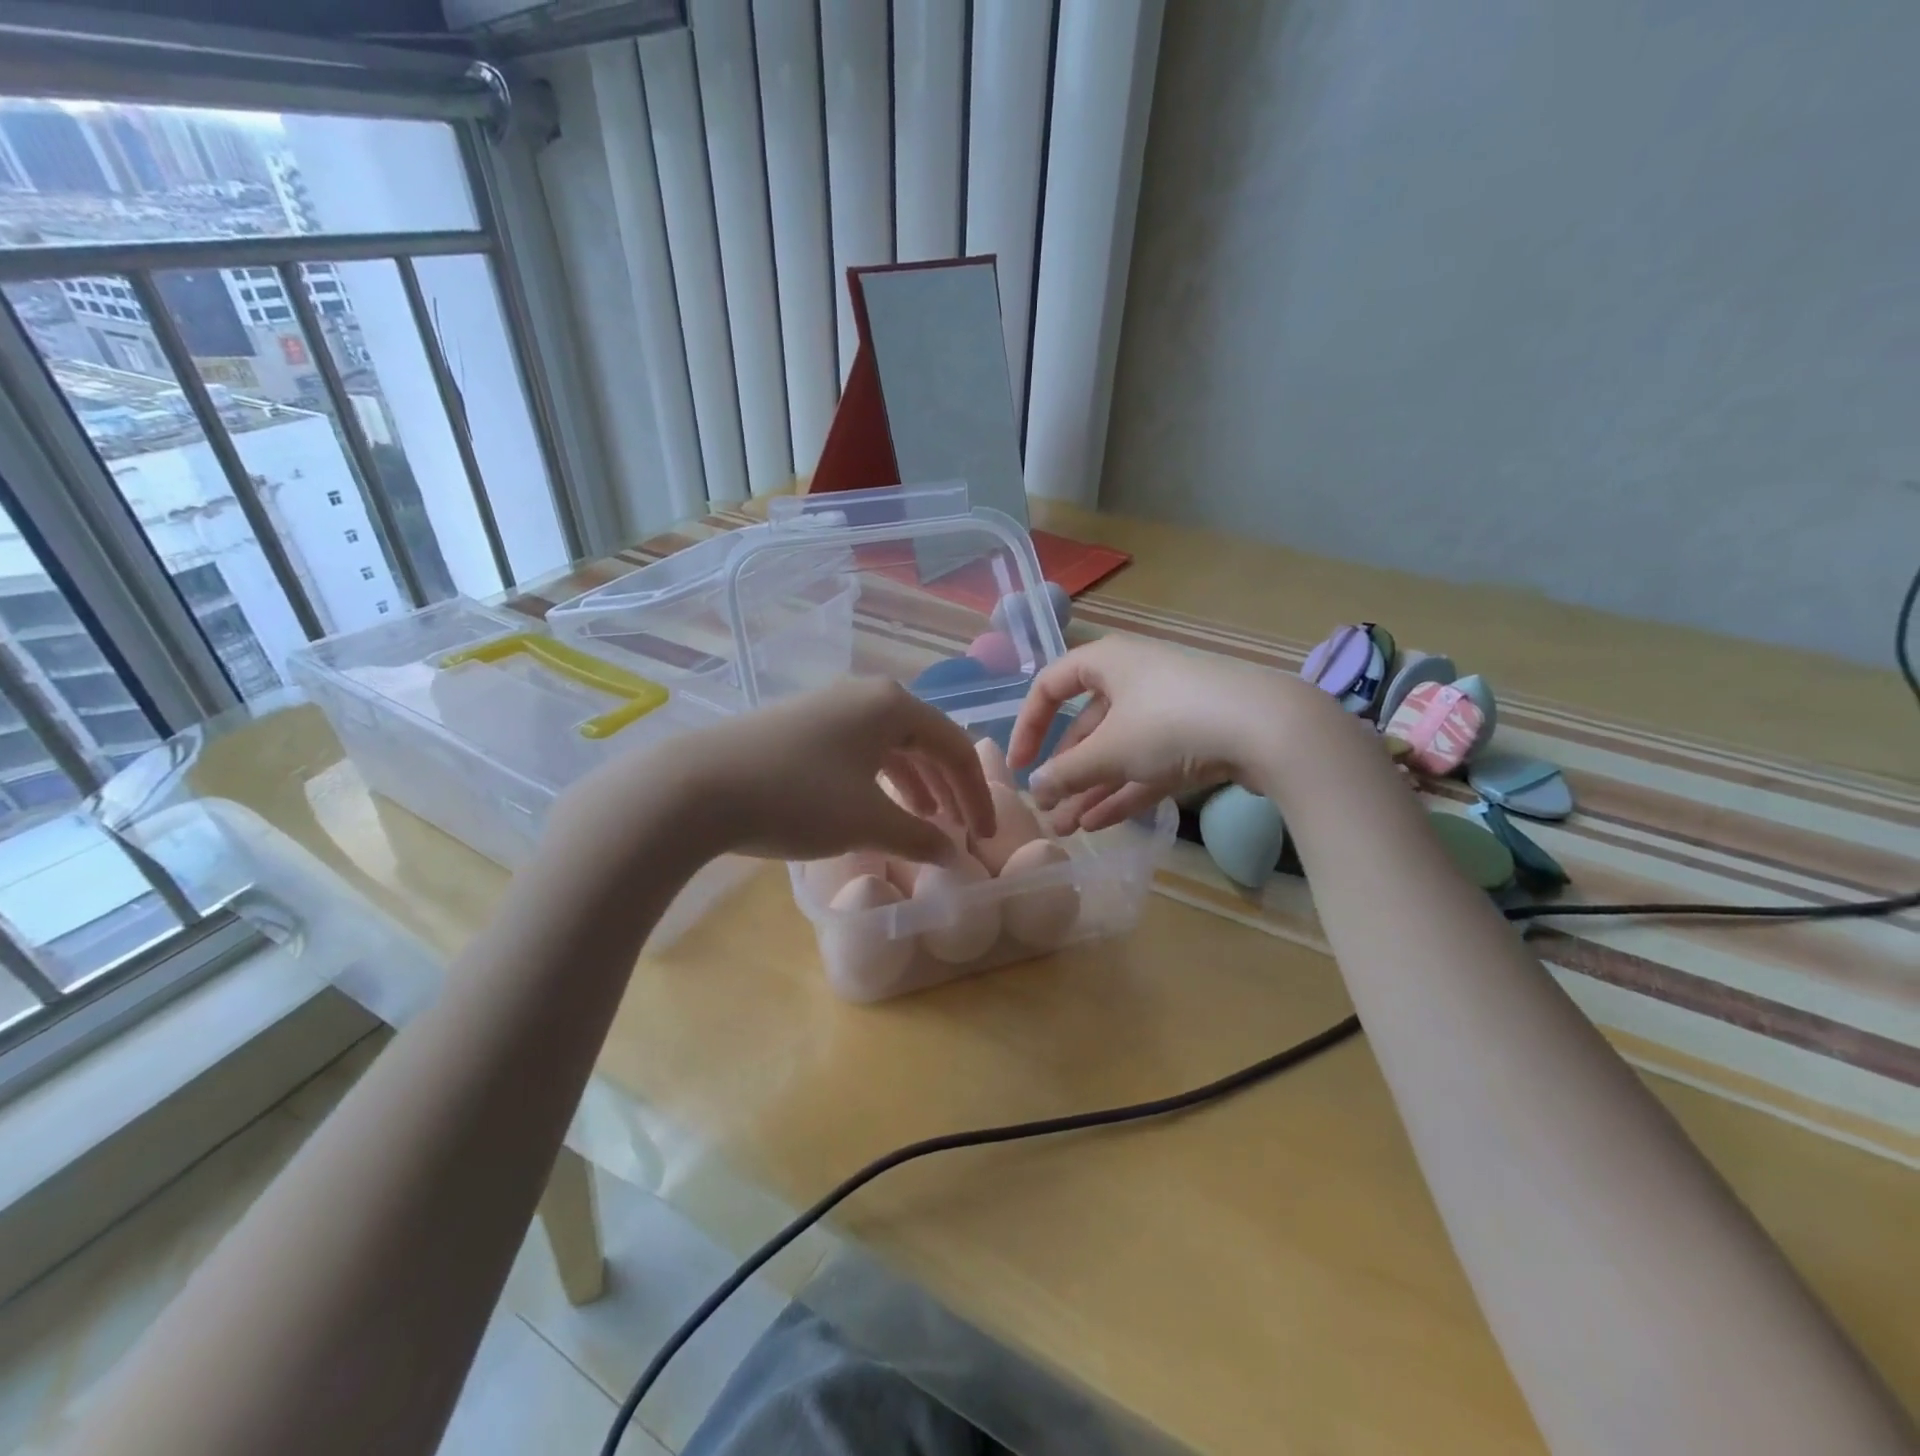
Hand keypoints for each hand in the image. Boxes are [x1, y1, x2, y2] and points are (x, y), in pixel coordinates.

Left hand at [632, 677, 994, 864]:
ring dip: (915, 783)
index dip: (976, 794)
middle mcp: (864, 695)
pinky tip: (874, 806)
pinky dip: (878, 779)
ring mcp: (828, 707)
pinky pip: (858, 750)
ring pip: (889, 745)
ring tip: (925, 820)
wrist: (696, 787)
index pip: (954, 747)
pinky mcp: (799, 726)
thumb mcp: (867, 823)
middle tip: (961, 829)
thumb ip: (918, 838)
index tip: (985, 836)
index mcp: (892, 706)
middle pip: (925, 741)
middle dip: (948, 788)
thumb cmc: (797, 798)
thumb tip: (952, 855)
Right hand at [1007, 637, 1304, 831]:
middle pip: (1086, 726)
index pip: (1050, 686)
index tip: (1018, 766)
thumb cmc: (1172, 722)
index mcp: (1107, 663)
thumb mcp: (1111, 750)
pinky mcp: (1195, 739)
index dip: (1028, 726)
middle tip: (1047, 811)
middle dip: (1064, 773)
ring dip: (1090, 789)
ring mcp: (1167, 710)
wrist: (1270, 728)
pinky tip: (1099, 824)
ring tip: (1066, 829)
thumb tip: (1035, 787)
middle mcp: (1134, 679)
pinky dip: (1123, 791)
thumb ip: (1067, 771)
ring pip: (1117, 751)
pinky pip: (1146, 765)